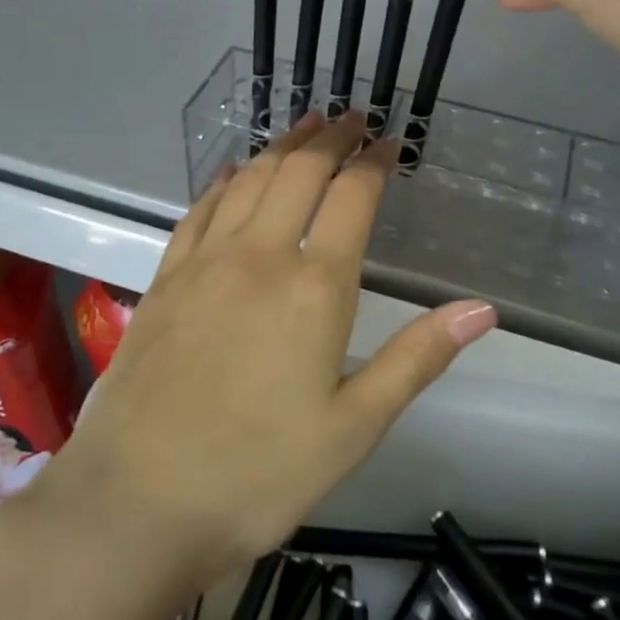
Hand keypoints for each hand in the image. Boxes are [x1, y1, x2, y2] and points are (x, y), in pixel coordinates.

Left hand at [30, 111, 496, 589]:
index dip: (374, 162)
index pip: (352, 197)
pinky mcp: (166, 278)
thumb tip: (482, 309)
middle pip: (299, 172)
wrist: (136, 501)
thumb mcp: (354, 428)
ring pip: (249, 180)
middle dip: (330, 138)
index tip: (390, 142)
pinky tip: (232, 171)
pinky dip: (224, 180)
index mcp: (314, 288)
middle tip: (351, 119)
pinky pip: (200, 209)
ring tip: (304, 128)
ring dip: (281, 147)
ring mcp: (205, 262)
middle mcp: (259, 256)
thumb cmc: (257, 473)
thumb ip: (417, 359)